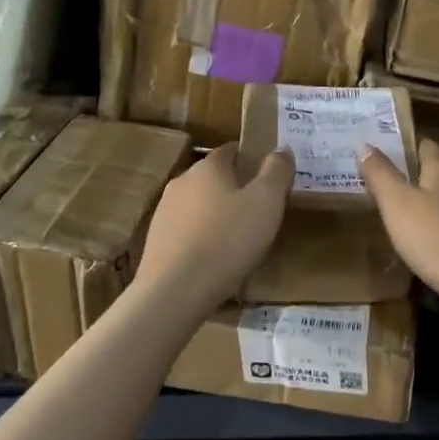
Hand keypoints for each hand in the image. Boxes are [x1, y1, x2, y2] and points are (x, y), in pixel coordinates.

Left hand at [136, 144, 292, 312]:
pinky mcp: (156, 240)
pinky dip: (202, 237)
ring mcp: (164, 211)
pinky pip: (187, 230)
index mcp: (208, 167)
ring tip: (238, 238)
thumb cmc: (228, 240)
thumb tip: (281, 149)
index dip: (252, 159)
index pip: (231, 150)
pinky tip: (215, 258)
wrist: (176, 290)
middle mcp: (181, 182)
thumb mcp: (267, 202)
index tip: (269, 178)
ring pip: (198, 204)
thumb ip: (277, 171)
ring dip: (217, 214)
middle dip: (235, 189)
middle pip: (214, 177)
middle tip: (259, 211)